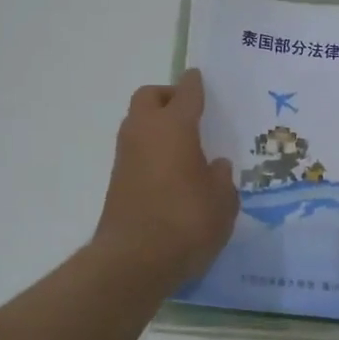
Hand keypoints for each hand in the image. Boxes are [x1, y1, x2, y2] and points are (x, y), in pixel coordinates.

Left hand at [92, 70, 238, 289]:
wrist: (133, 261)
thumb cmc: (186, 222)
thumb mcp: (222, 202)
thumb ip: (221, 178)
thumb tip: (214, 166)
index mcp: (174, 126)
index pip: (186, 92)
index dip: (195, 84)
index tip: (200, 78)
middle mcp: (145, 132)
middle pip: (150, 97)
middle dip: (168, 97)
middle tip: (190, 113)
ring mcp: (126, 155)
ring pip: (137, 122)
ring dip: (156, 124)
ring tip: (183, 145)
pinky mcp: (117, 180)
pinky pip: (135, 150)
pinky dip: (150, 149)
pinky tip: (170, 171)